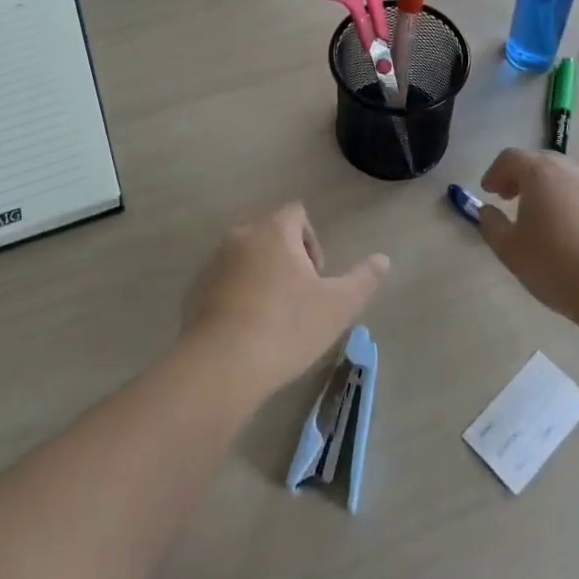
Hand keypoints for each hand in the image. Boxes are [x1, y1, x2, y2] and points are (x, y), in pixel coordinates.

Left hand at [183, 203, 388, 396]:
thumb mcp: (338, 305)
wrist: (223, 365)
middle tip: (300, 301)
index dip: (312, 242)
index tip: (317, 279)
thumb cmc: (287, 326)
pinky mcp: (195, 290)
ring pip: (246, 259)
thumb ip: (363, 278)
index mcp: (273, 230)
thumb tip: (383, 259)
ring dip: (262, 278)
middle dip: (288, 261)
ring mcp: (213, 262)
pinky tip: (248, 332)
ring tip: (274, 319)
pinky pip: (225, 283)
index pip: (297, 213)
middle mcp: (240, 235)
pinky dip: (238, 297)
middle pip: (271, 235)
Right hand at [476, 148, 578, 323]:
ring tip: (539, 213)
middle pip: (539, 161)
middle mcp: (570, 168)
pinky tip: (567, 227)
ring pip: (564, 175)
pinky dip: (568, 199)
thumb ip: (491, 224)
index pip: (510, 158)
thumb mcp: (510, 248)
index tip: (488, 193)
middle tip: (509, 198)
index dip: (495, 173)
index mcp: (540, 171)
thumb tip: (487, 211)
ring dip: (546, 187)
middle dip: (520, 176)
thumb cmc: (556, 263)